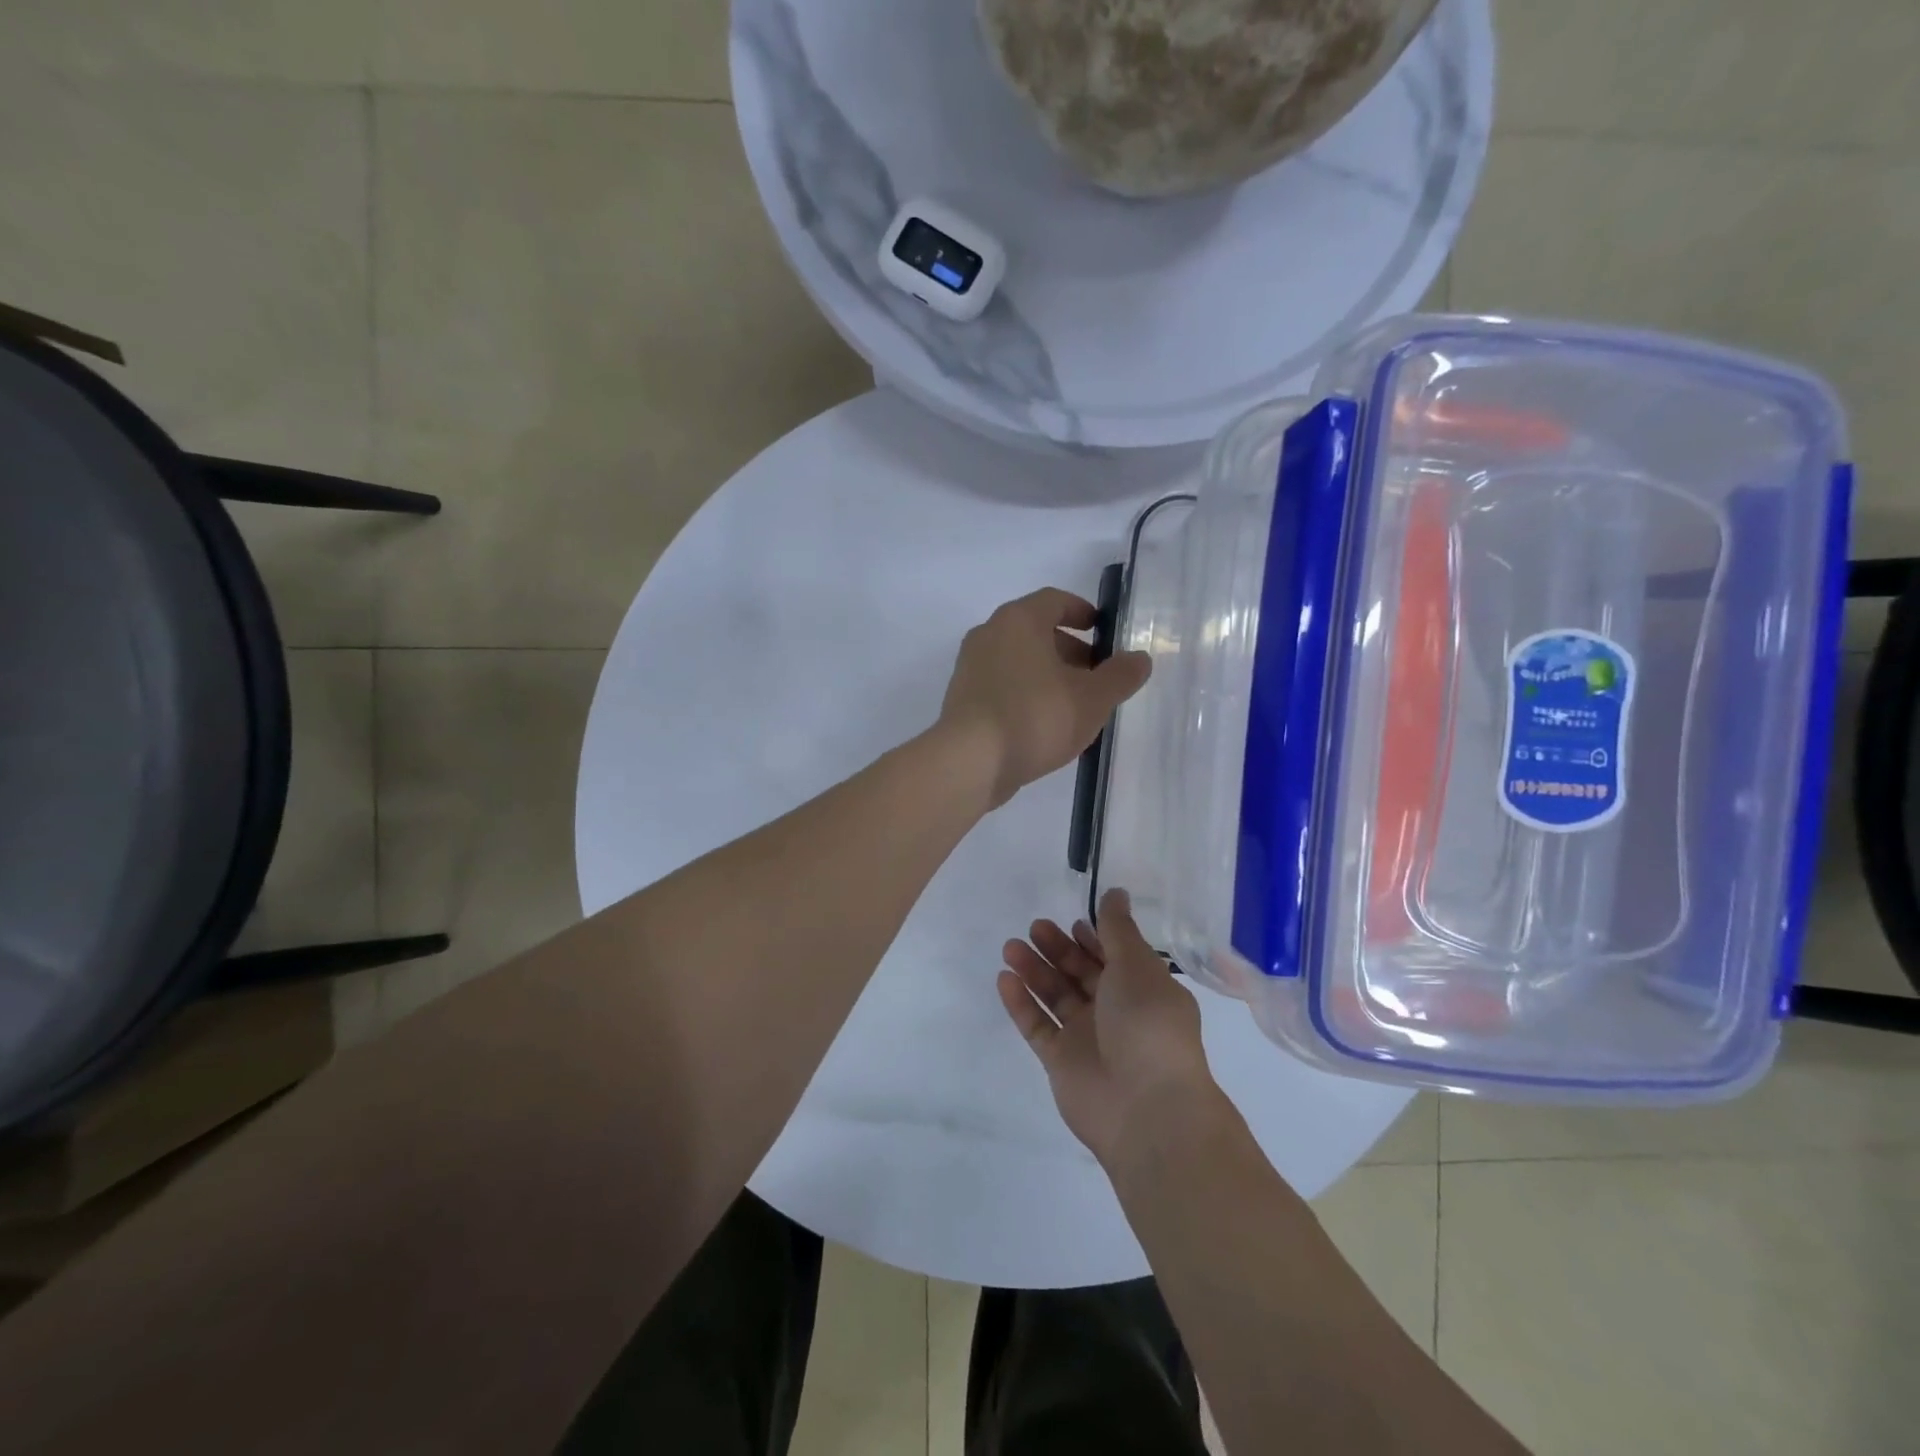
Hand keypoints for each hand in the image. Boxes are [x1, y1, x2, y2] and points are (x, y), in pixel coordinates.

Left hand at [939, 588, 1150, 809]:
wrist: (970, 762)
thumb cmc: (1036, 717)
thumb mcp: (1092, 698)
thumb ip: (1120, 676)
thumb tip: (1139, 659)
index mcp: (1018, 620)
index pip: (1055, 600)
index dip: (1083, 612)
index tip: (1104, 632)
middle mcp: (989, 634)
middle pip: (1036, 632)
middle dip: (1071, 650)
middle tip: (1098, 677)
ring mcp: (970, 667)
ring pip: (1019, 661)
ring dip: (1049, 675)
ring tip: (1076, 706)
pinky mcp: (962, 699)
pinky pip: (1002, 686)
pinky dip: (1026, 695)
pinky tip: (1045, 725)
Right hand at [997, 888, 1220, 1167]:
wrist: (1146, 1108)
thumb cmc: (1148, 1025)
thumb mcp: (1136, 967)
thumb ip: (1118, 929)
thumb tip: (1116, 892)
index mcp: (1142, 990)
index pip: (1113, 957)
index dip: (1093, 938)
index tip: (1072, 921)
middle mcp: (1115, 1012)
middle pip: (1080, 973)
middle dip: (1058, 949)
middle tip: (1035, 928)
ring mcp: (1086, 1038)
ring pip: (1055, 996)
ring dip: (1034, 970)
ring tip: (1011, 947)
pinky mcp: (1061, 1061)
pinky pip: (1037, 1025)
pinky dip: (1021, 1003)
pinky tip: (1004, 979)